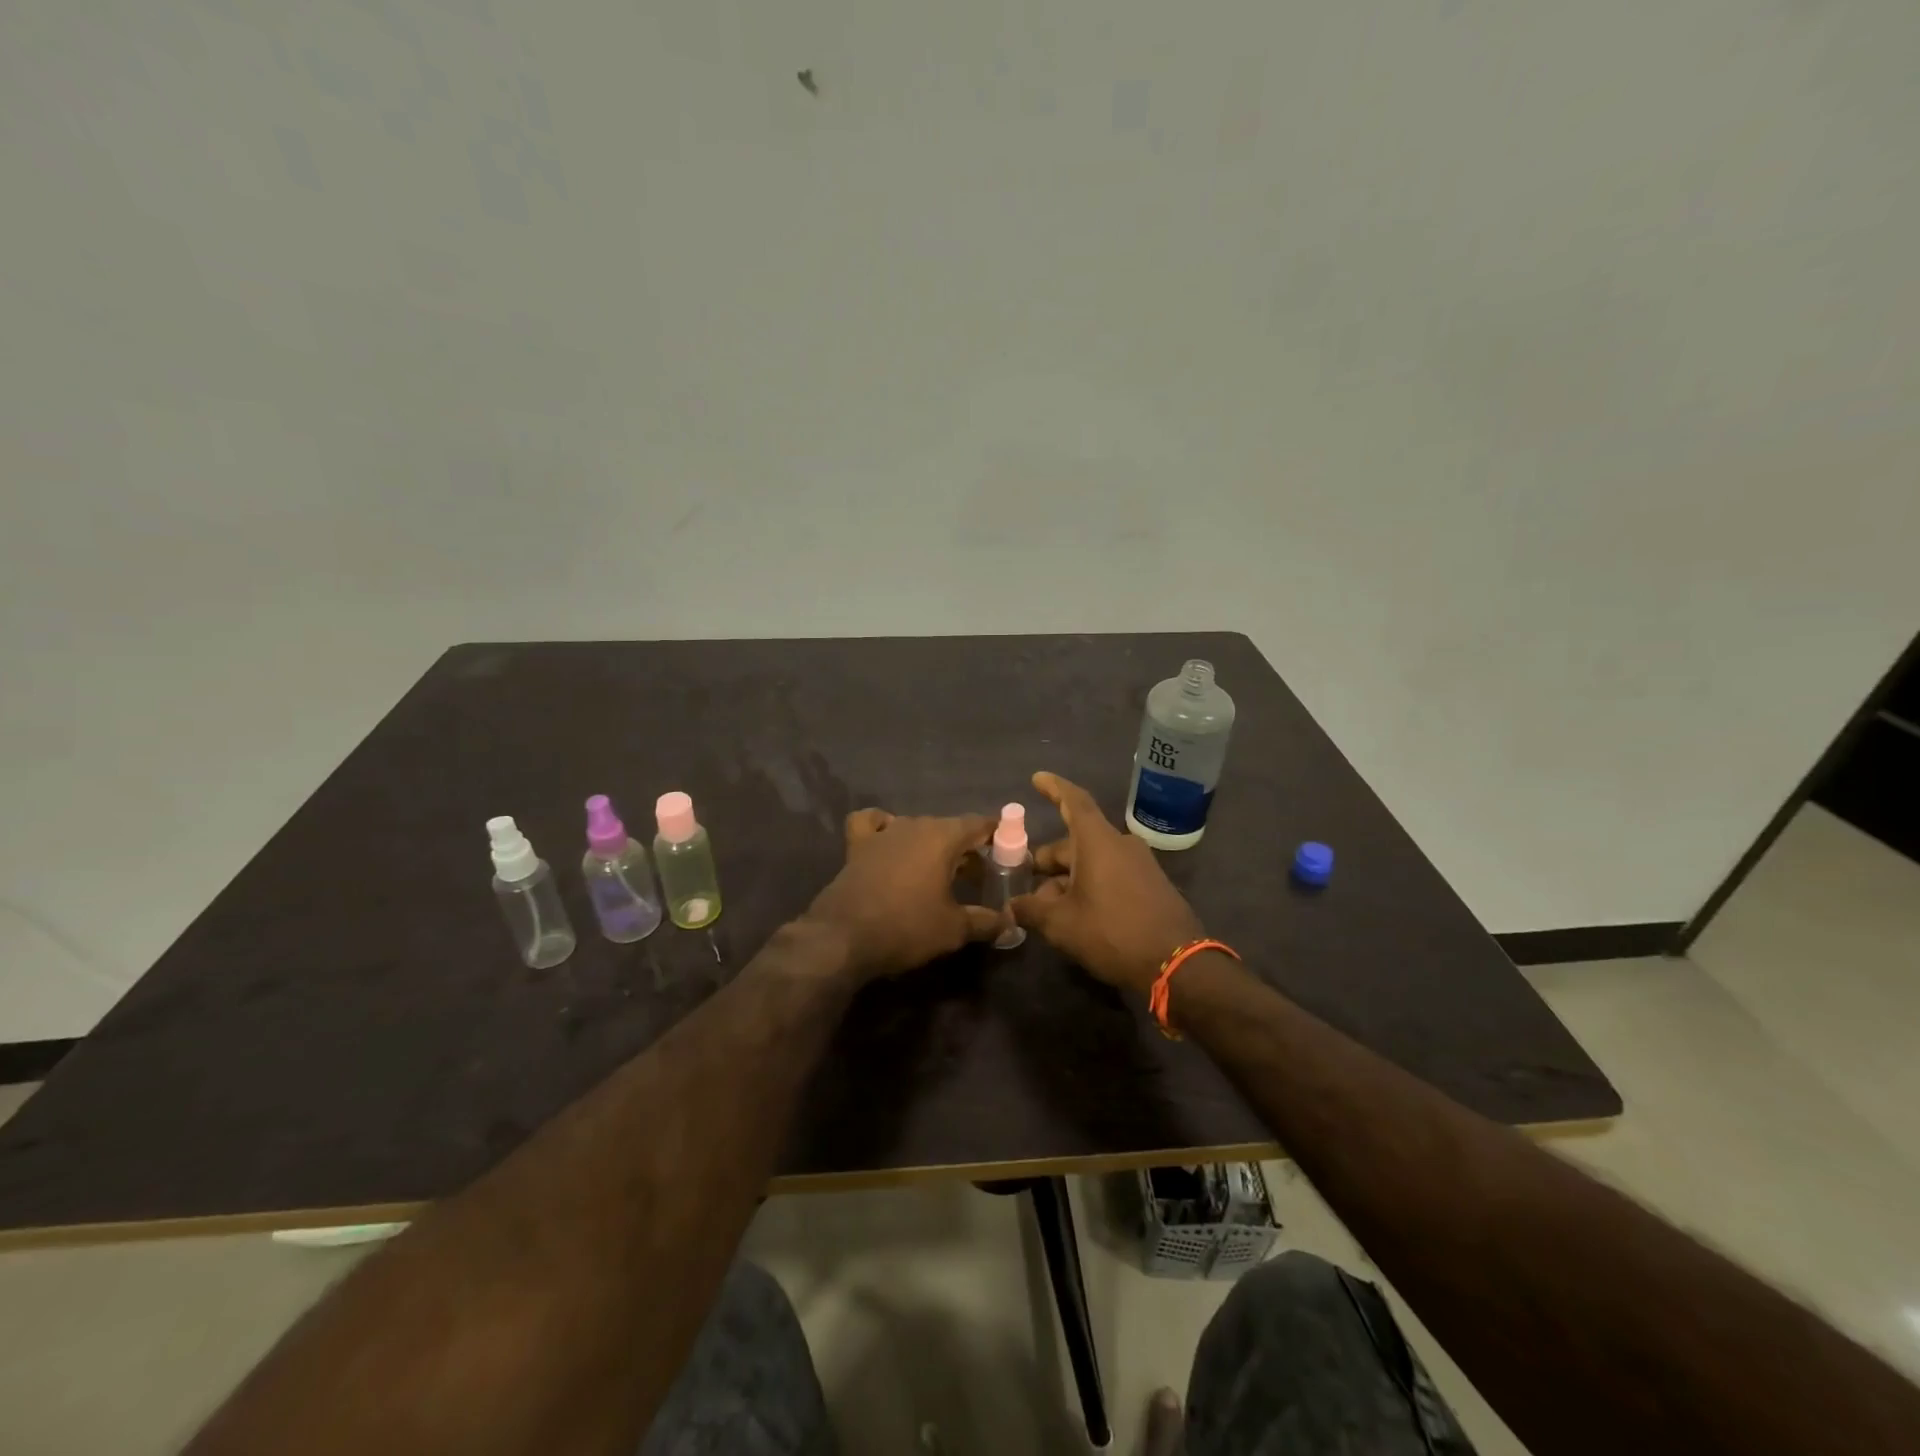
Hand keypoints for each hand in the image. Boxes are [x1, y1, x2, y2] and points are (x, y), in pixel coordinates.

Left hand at [804, 809, 1008, 979]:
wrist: (843, 937)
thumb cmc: (906, 928)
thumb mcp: (954, 929)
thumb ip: (986, 922)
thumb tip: (1010, 924)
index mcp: (942, 837)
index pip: (979, 824)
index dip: (997, 835)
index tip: (1009, 850)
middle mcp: (914, 825)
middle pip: (949, 827)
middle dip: (966, 847)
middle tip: (978, 875)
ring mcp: (883, 832)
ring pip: (916, 827)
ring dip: (932, 843)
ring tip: (940, 870)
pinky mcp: (857, 845)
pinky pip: (873, 823)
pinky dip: (883, 826)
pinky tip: (889, 841)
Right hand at [1010, 772, 1204, 994]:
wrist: (1177, 964)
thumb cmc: (1113, 933)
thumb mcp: (1061, 924)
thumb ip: (1031, 910)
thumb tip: (1011, 906)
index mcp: (1098, 842)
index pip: (1074, 802)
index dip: (1054, 788)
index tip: (1037, 778)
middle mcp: (1121, 844)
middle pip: (1077, 840)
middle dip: (1050, 858)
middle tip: (1027, 879)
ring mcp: (1140, 865)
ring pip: (1094, 860)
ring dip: (1068, 877)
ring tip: (1046, 906)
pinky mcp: (1151, 885)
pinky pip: (1112, 874)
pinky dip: (1090, 884)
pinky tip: (1076, 913)